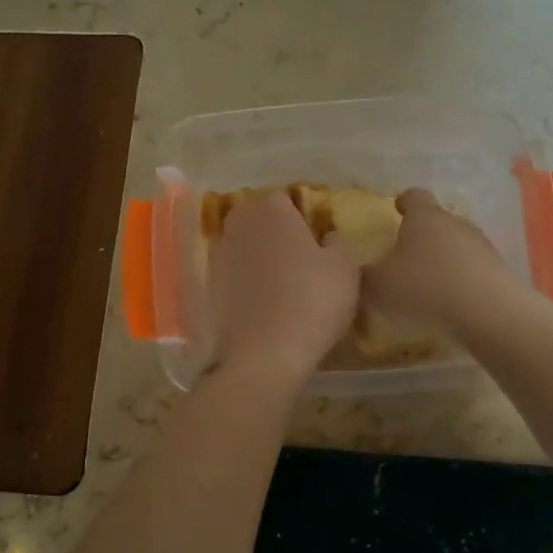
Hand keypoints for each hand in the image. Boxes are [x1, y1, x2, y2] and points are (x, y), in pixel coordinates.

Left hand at [207, 190, 359, 383]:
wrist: (263, 355)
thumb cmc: (311, 301)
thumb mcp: (344, 267)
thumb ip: (337, 242)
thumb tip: (327, 237)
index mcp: (270, 209)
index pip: (285, 198)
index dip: (301, 215)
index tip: (316, 237)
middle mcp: (237, 224)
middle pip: (258, 218)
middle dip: (275, 231)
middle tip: (300, 256)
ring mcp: (217, 255)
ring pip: (243, 245)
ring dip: (258, 255)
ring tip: (282, 282)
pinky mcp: (208, 286)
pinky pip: (233, 273)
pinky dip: (245, 281)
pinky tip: (263, 302)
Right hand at [362, 189, 517, 331]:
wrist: (489, 313)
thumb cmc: (426, 288)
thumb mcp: (379, 285)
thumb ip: (362, 275)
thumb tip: (352, 269)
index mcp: (424, 216)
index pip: (414, 196)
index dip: (403, 201)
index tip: (396, 209)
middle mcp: (455, 222)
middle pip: (436, 221)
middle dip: (422, 235)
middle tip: (405, 256)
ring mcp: (481, 245)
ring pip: (456, 245)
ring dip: (443, 258)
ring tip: (428, 283)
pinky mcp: (498, 270)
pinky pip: (472, 268)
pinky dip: (460, 279)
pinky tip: (450, 301)